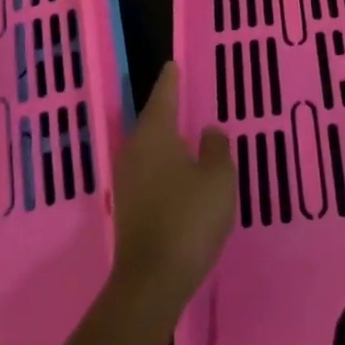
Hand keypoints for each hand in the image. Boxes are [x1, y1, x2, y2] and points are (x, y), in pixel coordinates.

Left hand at [109, 64, 234, 318]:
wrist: (152, 280)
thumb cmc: (189, 218)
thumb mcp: (218, 178)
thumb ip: (216, 148)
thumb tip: (209, 131)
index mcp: (155, 134)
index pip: (164, 95)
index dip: (171, 80)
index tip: (173, 64)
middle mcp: (134, 149)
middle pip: (151, 120)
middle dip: (166, 108)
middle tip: (182, 96)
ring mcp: (127, 180)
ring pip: (147, 147)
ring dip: (164, 139)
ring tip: (183, 132)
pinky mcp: (127, 206)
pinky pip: (147, 171)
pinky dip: (161, 164)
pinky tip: (176, 172)